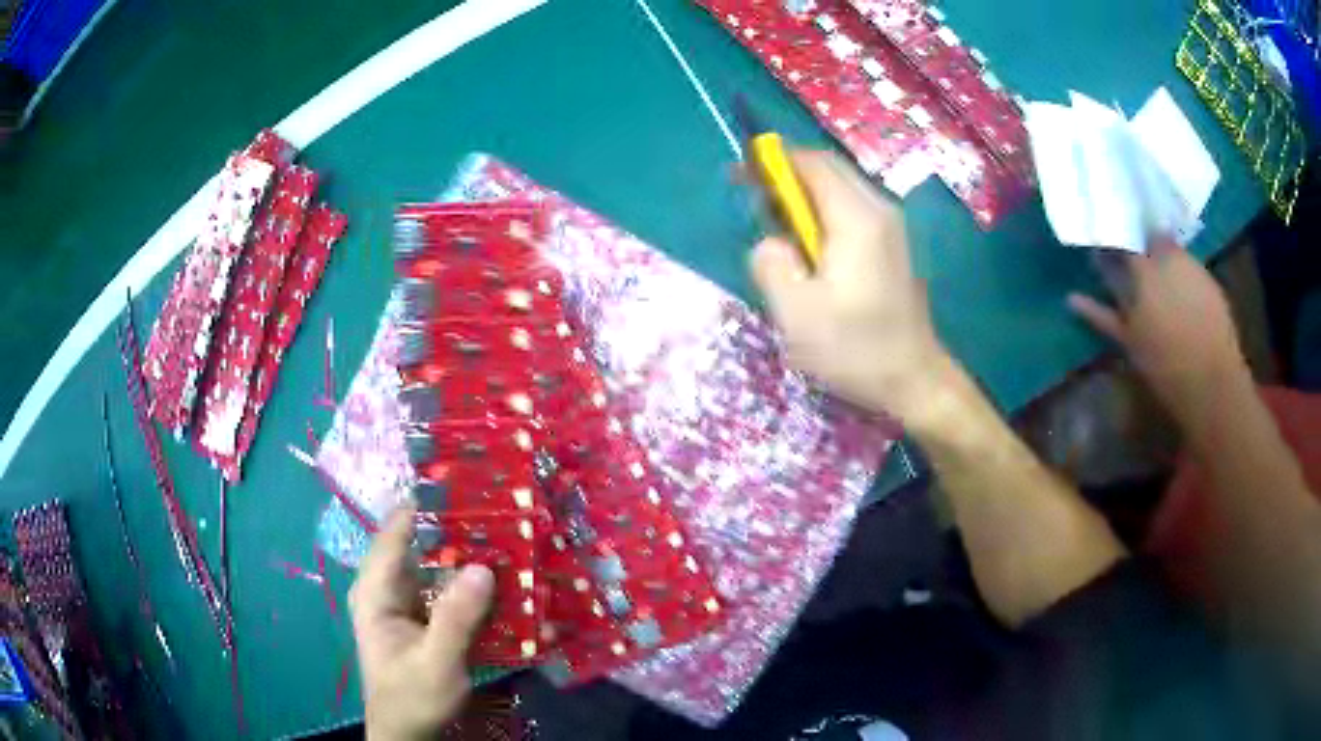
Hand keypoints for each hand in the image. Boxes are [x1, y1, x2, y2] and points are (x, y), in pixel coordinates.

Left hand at [349, 507, 494, 739]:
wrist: (410, 734)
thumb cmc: (412, 698)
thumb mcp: (436, 663)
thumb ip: (456, 618)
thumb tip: (482, 566)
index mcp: (377, 589)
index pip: (398, 530)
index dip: (429, 503)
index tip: (471, 484)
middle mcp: (390, 587)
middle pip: (424, 544)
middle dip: (463, 531)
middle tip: (509, 514)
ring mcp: (411, 603)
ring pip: (442, 567)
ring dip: (475, 557)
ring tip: (518, 540)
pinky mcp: (429, 619)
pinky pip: (453, 591)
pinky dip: (477, 585)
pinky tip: (510, 582)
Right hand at [750, 150, 946, 418]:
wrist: (915, 380)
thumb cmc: (856, 349)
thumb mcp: (798, 315)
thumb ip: (771, 266)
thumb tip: (770, 243)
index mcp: (856, 218)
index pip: (811, 163)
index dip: (772, 161)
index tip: (741, 177)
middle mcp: (879, 209)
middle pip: (828, 168)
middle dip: (787, 176)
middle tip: (757, 206)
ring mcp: (891, 226)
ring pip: (840, 188)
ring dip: (805, 196)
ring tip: (780, 231)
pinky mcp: (893, 244)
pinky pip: (852, 209)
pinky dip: (824, 213)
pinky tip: (811, 250)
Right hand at [1067, 237, 1249, 420]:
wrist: (1211, 382)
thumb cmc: (1164, 365)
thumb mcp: (1129, 341)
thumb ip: (1102, 315)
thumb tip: (1071, 298)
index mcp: (1144, 269)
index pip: (1123, 239)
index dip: (1113, 239)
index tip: (1103, 245)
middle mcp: (1167, 257)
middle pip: (1150, 236)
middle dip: (1140, 242)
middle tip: (1132, 257)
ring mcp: (1191, 267)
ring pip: (1172, 249)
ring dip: (1162, 256)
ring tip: (1157, 277)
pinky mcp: (1210, 281)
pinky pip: (1191, 267)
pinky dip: (1183, 274)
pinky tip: (1180, 294)